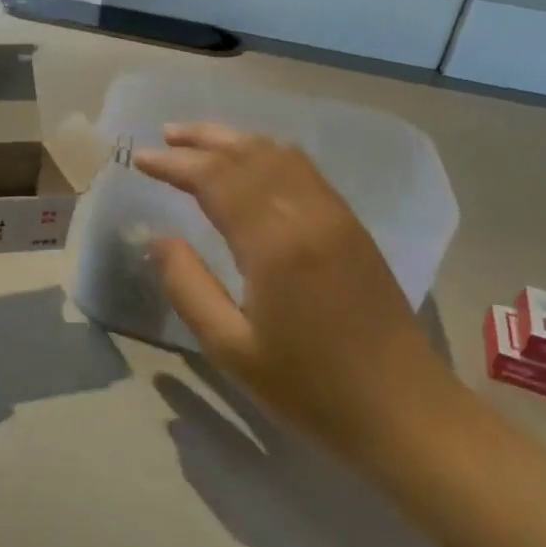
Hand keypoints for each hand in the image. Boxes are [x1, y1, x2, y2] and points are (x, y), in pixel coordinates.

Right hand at [133, 122, 462, 461]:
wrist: (404, 411)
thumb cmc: (310, 387)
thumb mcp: (231, 348)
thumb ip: (188, 286)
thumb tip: (159, 239)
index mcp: (275, 243)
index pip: (216, 178)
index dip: (175, 163)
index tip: (141, 159)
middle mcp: (308, 214)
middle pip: (249, 154)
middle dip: (203, 140)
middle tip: (164, 135)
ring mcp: (336, 216)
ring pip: (281, 156)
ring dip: (236, 141)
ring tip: (199, 140)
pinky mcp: (353, 227)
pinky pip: (304, 171)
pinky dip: (268, 155)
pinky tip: (252, 165)